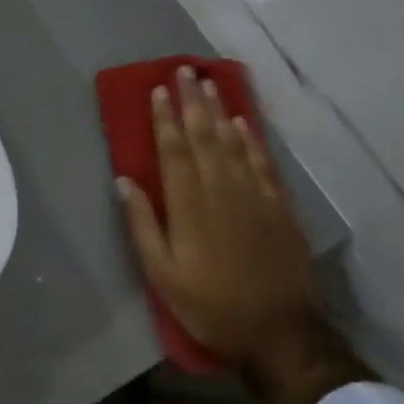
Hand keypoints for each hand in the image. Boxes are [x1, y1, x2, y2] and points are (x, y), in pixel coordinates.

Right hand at [118, 67, 319, 367]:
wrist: (280, 333)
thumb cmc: (211, 305)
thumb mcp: (162, 275)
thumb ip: (142, 225)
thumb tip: (124, 181)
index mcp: (190, 207)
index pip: (174, 151)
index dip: (164, 119)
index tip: (158, 90)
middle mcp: (222, 191)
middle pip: (205, 137)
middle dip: (192, 102)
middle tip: (183, 70)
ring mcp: (255, 197)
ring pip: (234, 143)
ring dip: (220, 111)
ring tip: (208, 83)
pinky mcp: (279, 208)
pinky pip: (263, 163)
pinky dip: (252, 140)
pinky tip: (243, 123)